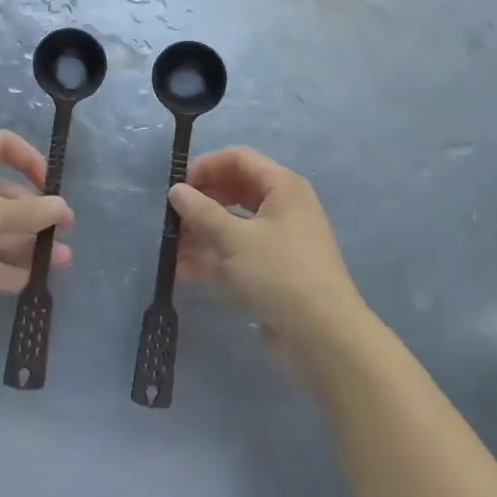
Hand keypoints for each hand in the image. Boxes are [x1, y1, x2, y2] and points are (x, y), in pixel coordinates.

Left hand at [0, 131, 73, 320]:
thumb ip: (29, 212)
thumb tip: (62, 209)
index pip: (2, 145)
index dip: (30, 161)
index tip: (51, 187)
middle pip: (0, 192)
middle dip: (32, 214)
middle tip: (62, 233)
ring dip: (22, 244)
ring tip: (58, 263)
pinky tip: (28, 282)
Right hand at [171, 147, 367, 359]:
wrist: (323, 336)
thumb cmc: (279, 273)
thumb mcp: (234, 239)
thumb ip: (201, 212)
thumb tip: (176, 190)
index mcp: (282, 187)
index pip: (238, 159)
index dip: (206, 166)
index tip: (177, 186)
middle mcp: (284, 208)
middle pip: (235, 190)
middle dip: (202, 201)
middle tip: (173, 218)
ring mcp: (280, 241)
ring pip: (234, 224)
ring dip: (203, 232)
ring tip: (172, 246)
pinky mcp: (274, 272)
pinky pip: (239, 254)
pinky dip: (214, 258)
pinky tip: (184, 270)